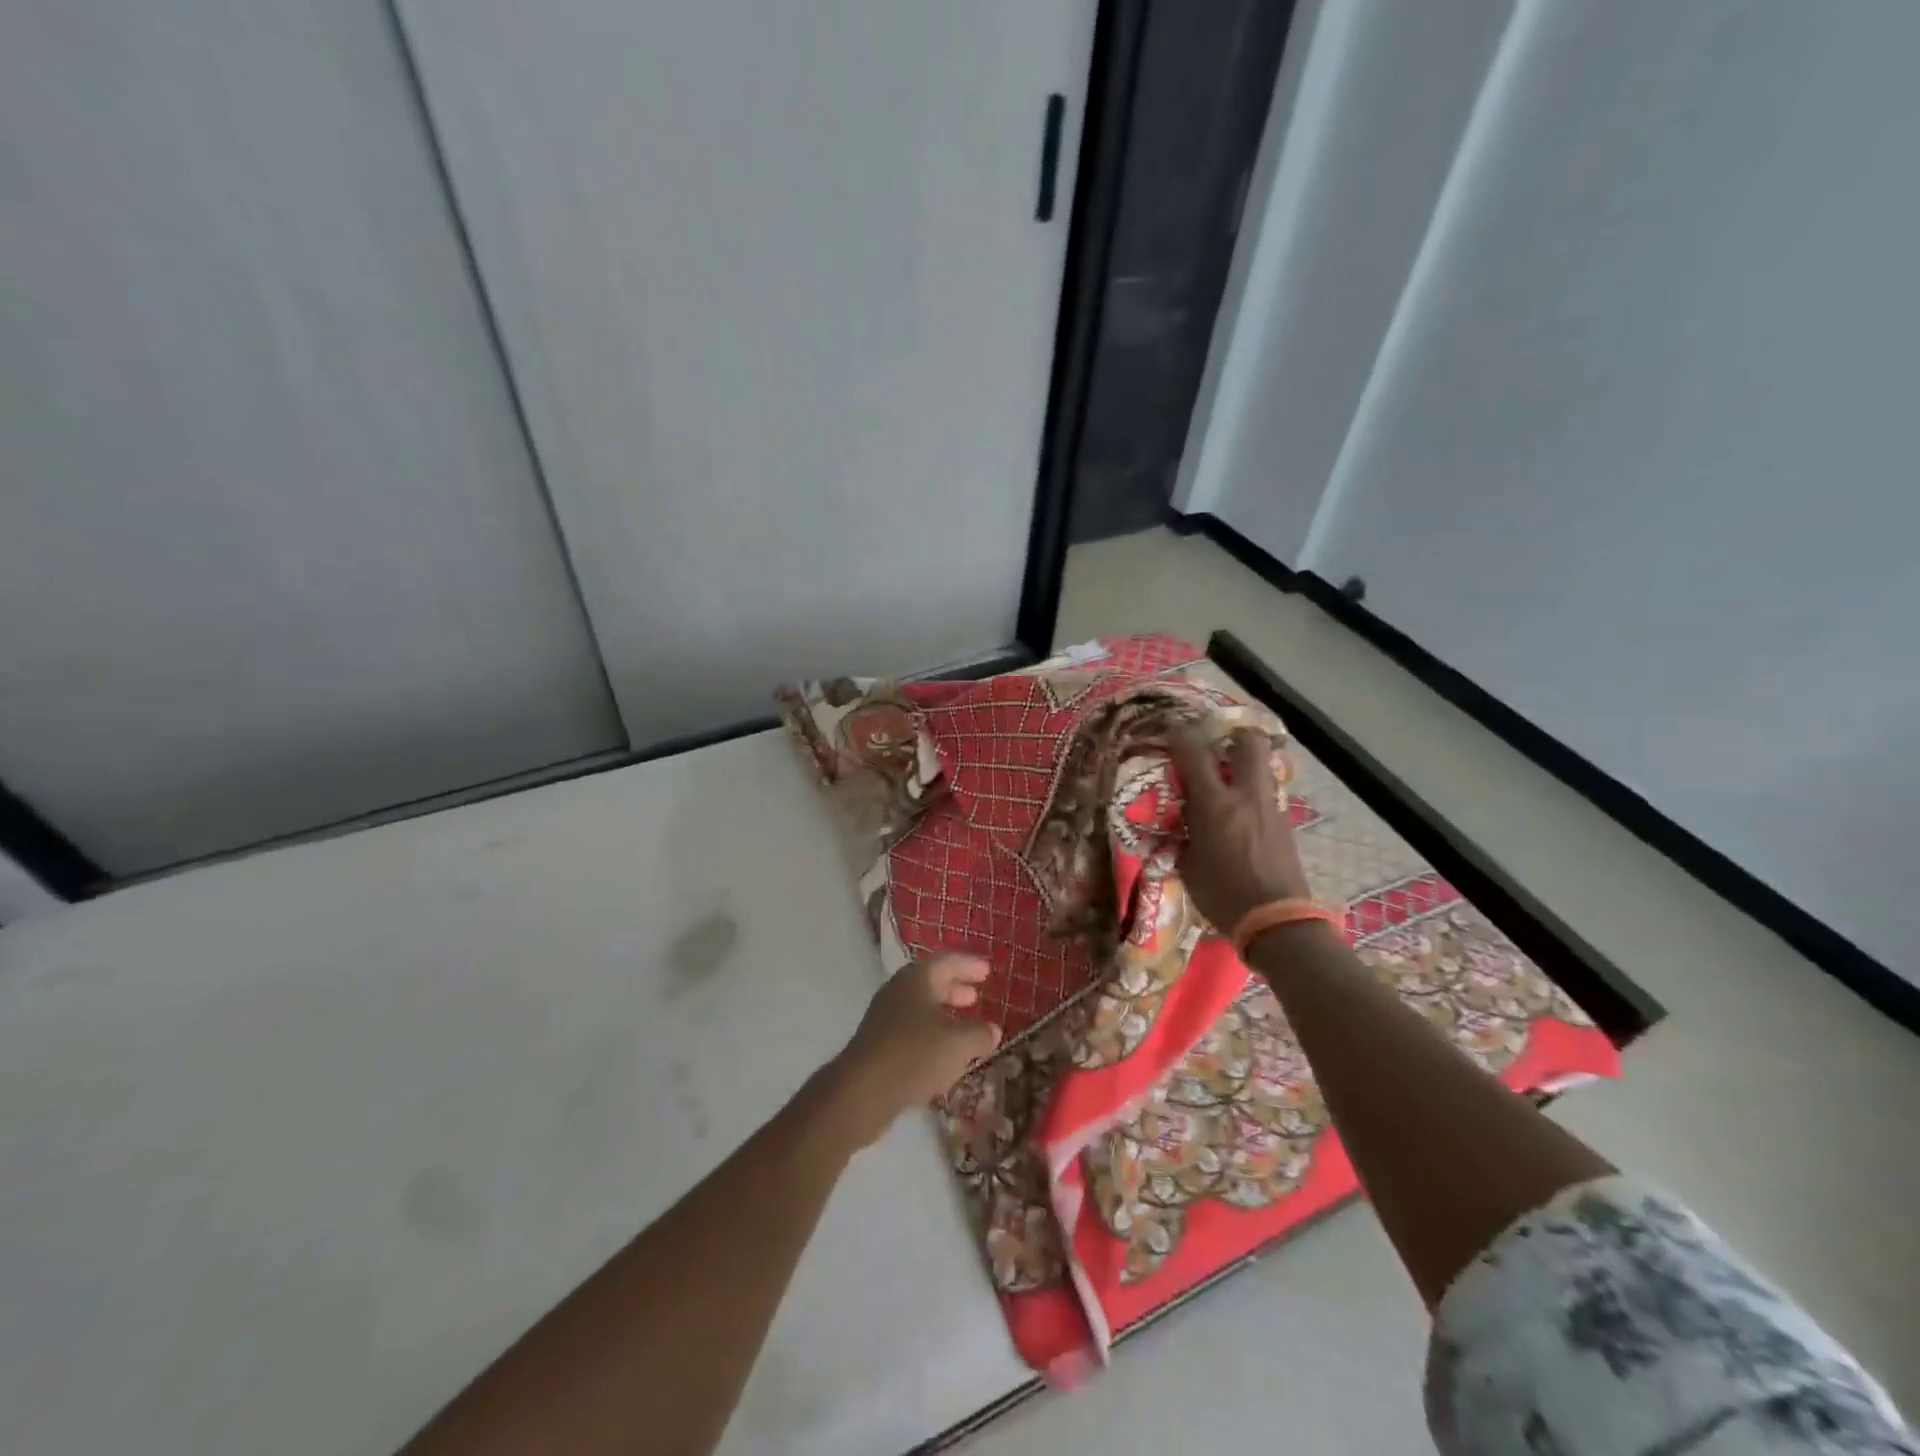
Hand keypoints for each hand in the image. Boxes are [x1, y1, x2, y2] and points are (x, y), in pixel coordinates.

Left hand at [823, 954, 1003, 1148]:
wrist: (862, 1091)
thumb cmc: (914, 1055)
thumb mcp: (958, 1044)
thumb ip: (979, 1034)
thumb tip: (993, 1029)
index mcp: (917, 978)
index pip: (947, 961)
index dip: (969, 965)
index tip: (987, 971)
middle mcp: (898, 990)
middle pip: (931, 982)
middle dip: (955, 988)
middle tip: (976, 995)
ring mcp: (884, 1017)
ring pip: (920, 1007)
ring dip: (943, 1012)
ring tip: (963, 1024)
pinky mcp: (878, 1043)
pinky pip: (910, 1029)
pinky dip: (930, 1033)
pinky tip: (942, 1053)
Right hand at [1170, 726, 1312, 931]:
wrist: (1277, 921)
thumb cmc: (1223, 895)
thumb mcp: (1188, 865)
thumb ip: (1184, 835)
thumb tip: (1182, 824)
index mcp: (1215, 804)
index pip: (1194, 753)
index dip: (1181, 734)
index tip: (1172, 729)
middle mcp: (1246, 796)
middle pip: (1249, 742)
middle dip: (1233, 736)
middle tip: (1216, 747)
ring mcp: (1270, 807)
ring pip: (1263, 767)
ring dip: (1246, 765)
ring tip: (1229, 780)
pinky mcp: (1285, 824)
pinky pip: (1268, 794)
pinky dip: (1254, 793)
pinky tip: (1242, 814)